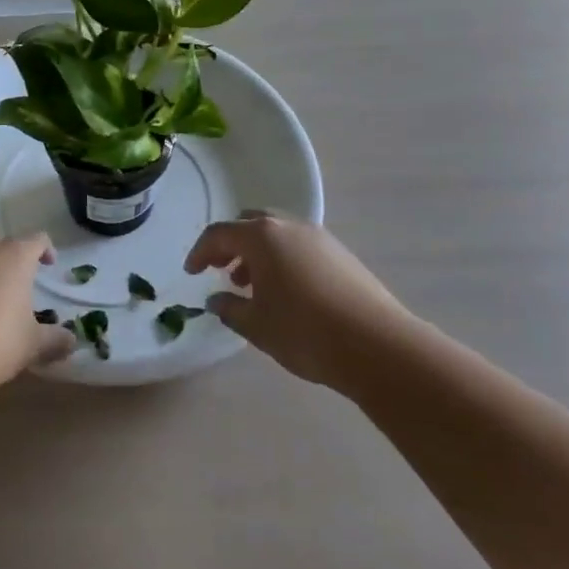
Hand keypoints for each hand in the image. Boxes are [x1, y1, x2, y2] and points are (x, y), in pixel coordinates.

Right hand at [185, 213, 407, 386]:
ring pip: (276, 233)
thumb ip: (229, 308)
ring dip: (257, 252)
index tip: (191, 273)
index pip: (219, 234)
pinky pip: (299, 246)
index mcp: (261, 236)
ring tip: (252, 285)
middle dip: (230, 244)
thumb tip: (217, 299)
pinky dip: (282, 259)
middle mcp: (288, 226)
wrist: (377, 346)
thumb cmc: (304, 331)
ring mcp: (318, 237)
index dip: (200, 252)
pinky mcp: (341, 254)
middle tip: (220, 270)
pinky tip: (286, 291)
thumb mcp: (256, 325)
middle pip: (249, 223)